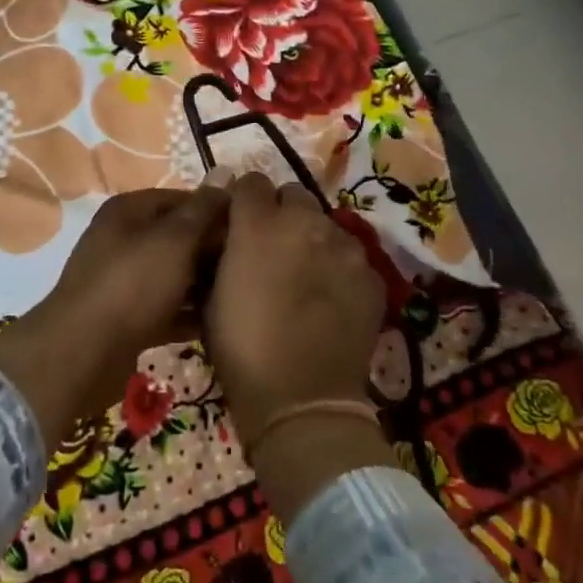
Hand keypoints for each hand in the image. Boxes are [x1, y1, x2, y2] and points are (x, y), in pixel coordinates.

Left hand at [0, 187, 227, 444]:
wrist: (84, 353)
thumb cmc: (133, 284)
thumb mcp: (174, 240)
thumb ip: (203, 209)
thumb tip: (225, 172)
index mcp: (129, 210)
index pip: (184, 198)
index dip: (218, 211)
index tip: (252, 230)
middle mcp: (123, 238)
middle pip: (180, 237)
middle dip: (214, 250)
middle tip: (251, 267)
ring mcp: (123, 280)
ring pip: (174, 275)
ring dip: (204, 285)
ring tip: (242, 296)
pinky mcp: (127, 317)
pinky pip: (166, 308)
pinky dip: (188, 314)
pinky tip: (220, 324)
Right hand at [204, 173, 384, 441]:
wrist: (301, 400)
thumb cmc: (241, 349)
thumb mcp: (210, 296)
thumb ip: (221, 253)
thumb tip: (227, 236)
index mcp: (258, 224)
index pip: (250, 182)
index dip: (243, 200)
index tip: (239, 221)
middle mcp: (305, 222)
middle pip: (293, 195)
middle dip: (281, 213)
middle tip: (273, 248)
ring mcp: (344, 246)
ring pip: (326, 224)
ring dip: (312, 239)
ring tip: (306, 276)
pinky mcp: (371, 274)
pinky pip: (351, 256)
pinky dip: (339, 268)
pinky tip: (331, 300)